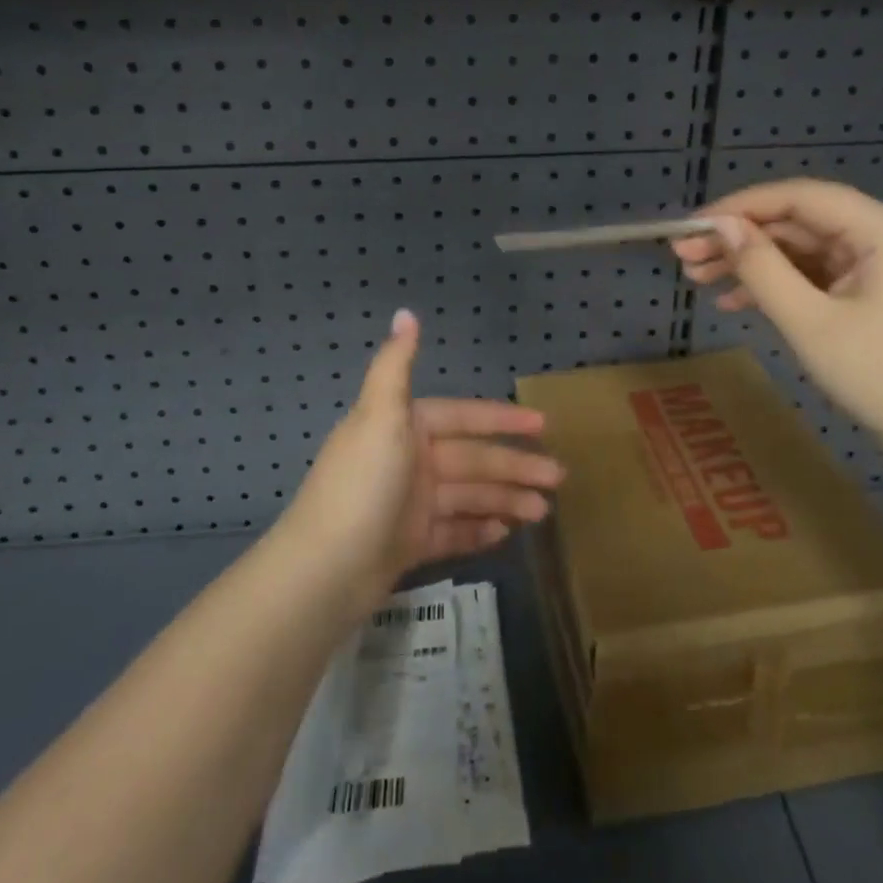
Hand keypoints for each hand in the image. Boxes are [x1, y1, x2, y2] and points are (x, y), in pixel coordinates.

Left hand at [280, 309, 562, 609]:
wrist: (324, 570)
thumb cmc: (362, 485)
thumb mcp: (380, 416)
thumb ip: (397, 365)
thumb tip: (406, 311)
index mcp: (403, 427)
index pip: (463, 417)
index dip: (502, 419)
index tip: (543, 425)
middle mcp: (408, 460)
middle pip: (472, 459)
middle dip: (515, 466)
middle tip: (558, 477)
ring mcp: (409, 504)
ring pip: (469, 496)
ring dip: (506, 500)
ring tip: (543, 511)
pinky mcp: (408, 544)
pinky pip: (453, 531)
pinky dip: (478, 530)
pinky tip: (507, 532)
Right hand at [674, 179, 882, 442]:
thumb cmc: (881, 376)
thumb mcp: (810, 322)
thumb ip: (762, 268)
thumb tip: (720, 226)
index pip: (800, 197)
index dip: (742, 206)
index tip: (693, 224)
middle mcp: (882, 234)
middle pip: (797, 222)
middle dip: (739, 239)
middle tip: (684, 255)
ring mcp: (877, 263)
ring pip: (799, 248)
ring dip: (750, 263)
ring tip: (697, 277)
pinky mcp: (869, 289)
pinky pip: (813, 274)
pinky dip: (775, 285)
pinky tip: (732, 302)